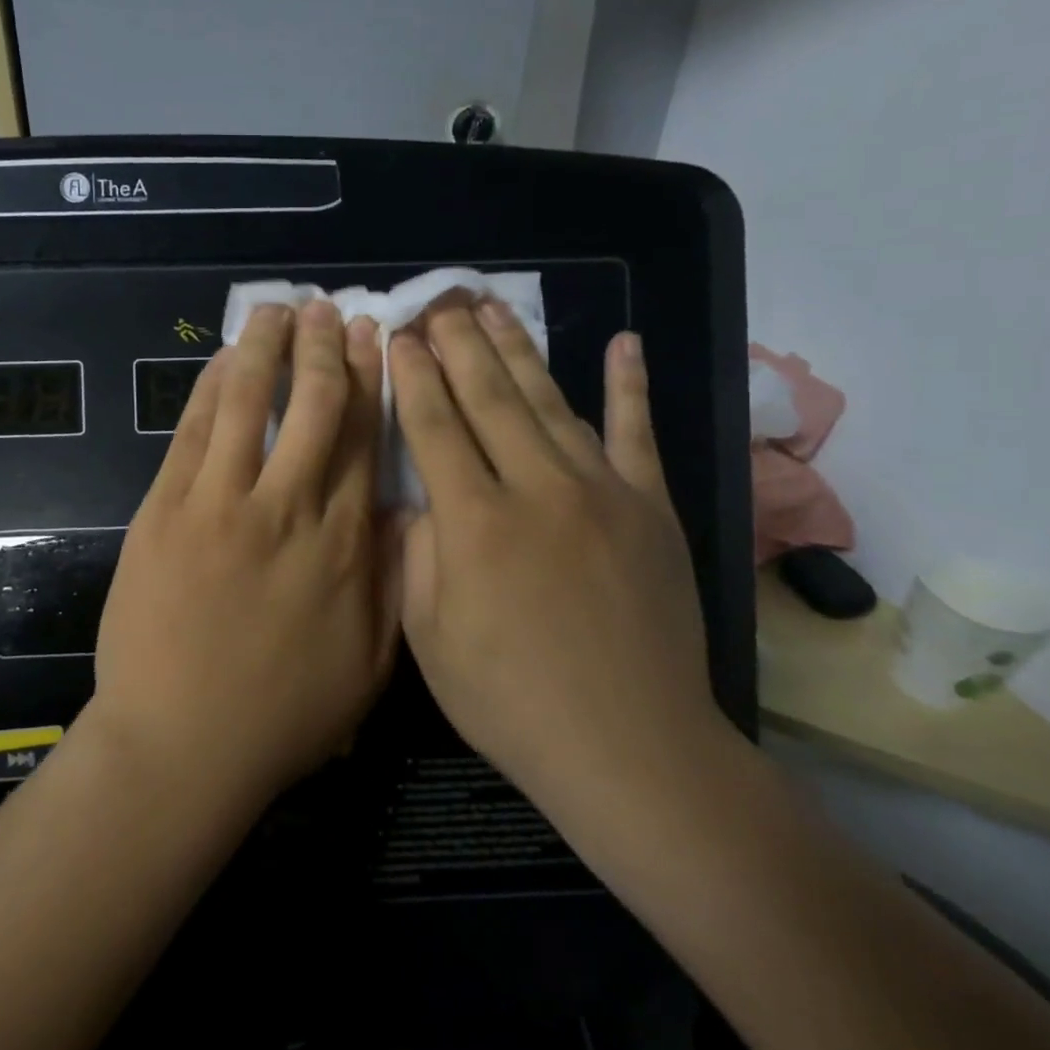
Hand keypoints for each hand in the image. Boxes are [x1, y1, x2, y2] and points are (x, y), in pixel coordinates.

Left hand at [88, 301, 398, 810]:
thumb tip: (408, 509)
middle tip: (329, 308)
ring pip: (247, 404)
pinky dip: (209, 389)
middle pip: (312, 406)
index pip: (362, 438)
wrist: (182, 745)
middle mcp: (288, 507)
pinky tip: (223, 360)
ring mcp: (220, 504)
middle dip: (324, 349)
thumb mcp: (370, 662)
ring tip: (277, 309)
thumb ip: (393, 579)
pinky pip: (192, 433)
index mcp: (344, 542)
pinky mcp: (165, 511)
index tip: (374, 340)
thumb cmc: (284, 713)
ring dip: (265, 349)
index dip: (369, 381)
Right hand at [389, 301, 727, 815]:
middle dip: (457, 344)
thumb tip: (414, 498)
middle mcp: (535, 487)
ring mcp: (601, 491)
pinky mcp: (651, 506)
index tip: (398, 335)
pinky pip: (638, 432)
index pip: (433, 425)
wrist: (629, 746)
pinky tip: (623, 343)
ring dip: (518, 349)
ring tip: (493, 308)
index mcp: (473, 521)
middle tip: (439, 303)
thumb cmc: (510, 699)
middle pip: (487, 396)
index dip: (411, 376)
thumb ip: (415, 554)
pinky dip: (630, 385)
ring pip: (549, 401)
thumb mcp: (428, 637)